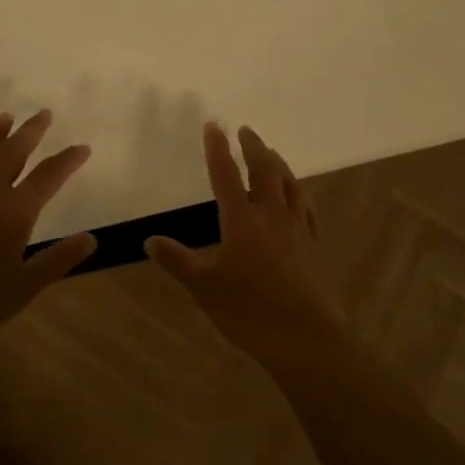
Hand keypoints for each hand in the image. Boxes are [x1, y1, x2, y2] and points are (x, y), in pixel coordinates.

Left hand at [0, 109, 96, 344]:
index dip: (67, 160)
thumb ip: (58, 260)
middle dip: (30, 132)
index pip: (48, 177)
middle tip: (44, 114)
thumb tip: (91, 238)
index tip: (83, 148)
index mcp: (13, 213)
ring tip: (6, 117)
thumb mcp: (24, 288)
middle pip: (11, 153)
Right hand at [146, 123, 340, 362]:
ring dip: (278, 163)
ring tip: (271, 153)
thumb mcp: (205, 287)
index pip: (225, 174)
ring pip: (289, 184)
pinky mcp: (314, 245)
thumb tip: (150, 240)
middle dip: (253, 147)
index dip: (217, 148)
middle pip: (264, 170)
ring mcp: (297, 228)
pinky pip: (306, 207)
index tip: (213, 126)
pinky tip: (297, 195)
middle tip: (246, 130)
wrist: (305, 338)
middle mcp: (271, 215)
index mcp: (241, 220)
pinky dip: (298, 192)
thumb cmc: (249, 311)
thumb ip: (178, 261)